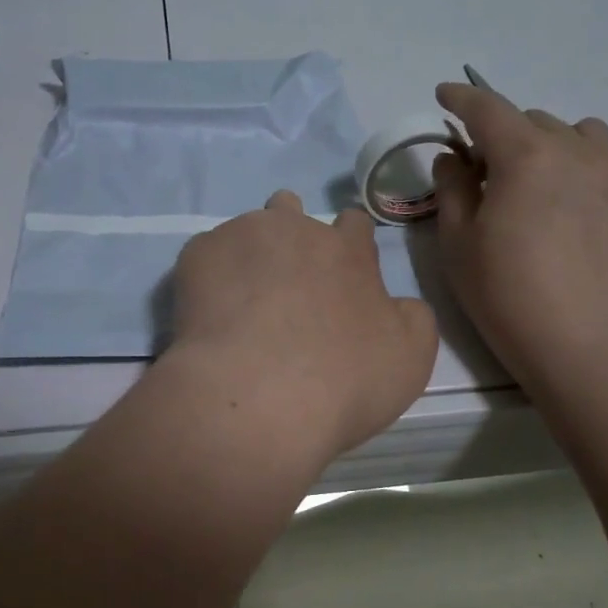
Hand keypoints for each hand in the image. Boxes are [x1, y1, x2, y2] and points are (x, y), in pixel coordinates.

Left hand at [162, 192, 437, 468]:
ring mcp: (242, 236)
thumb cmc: (343, 381)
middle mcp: (295, 229)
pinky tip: (209, 316)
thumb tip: (397, 303)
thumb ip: (410, 318)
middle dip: (289, 235)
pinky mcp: (197, 256)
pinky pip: (205, 256)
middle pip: (291, 209)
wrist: (258, 398)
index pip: (354, 223)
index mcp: (348, 249)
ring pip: (245, 229)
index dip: (348, 244)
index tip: (340, 274)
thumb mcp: (409, 358)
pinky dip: (209, 279)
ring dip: (248, 255)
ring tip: (240, 302)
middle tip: (284, 283)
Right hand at [432, 83, 607, 387]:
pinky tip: (570, 218)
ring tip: (535, 182)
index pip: (488, 109)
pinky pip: (606, 170)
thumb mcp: (458, 243)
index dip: (461, 98)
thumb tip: (454, 158)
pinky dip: (579, 174)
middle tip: (483, 171)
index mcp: (526, 157)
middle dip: (502, 134)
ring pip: (579, 136)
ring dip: (549, 144)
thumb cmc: (507, 296)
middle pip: (533, 121)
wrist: (589, 347)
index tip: (444, 94)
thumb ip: (452, 189)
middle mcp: (576, 154)